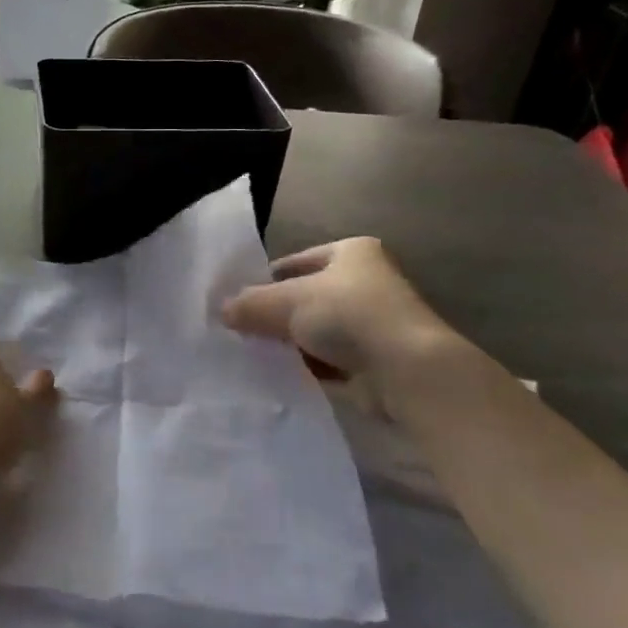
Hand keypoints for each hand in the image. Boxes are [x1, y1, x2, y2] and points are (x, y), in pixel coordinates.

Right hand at [222, 237, 459, 399]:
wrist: (406, 369)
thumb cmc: (348, 315)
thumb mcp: (288, 301)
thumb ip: (251, 304)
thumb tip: (221, 310)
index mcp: (352, 251)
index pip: (296, 262)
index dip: (265, 280)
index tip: (237, 302)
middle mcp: (366, 281)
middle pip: (306, 297)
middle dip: (276, 315)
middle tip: (240, 330)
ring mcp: (373, 322)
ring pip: (316, 330)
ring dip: (291, 343)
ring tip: (254, 355)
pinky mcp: (374, 359)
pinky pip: (329, 359)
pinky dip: (308, 365)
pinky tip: (282, 375)